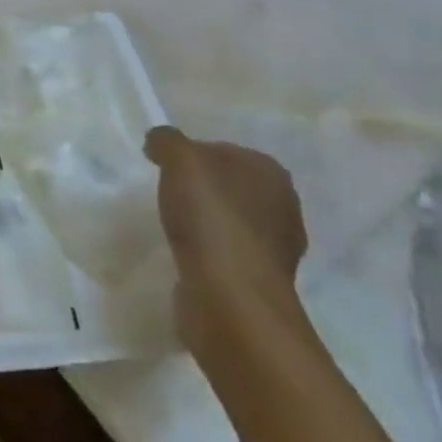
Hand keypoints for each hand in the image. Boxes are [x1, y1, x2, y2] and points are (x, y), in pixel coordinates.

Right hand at [145, 127, 308, 365]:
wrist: (230, 300)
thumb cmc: (211, 219)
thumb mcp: (180, 160)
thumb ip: (167, 141)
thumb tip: (159, 141)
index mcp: (271, 173)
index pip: (224, 150)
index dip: (192, 153)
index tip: (164, 166)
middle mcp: (282, 207)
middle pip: (229, 185)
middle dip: (200, 188)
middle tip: (166, 193)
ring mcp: (274, 248)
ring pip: (229, 219)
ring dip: (204, 221)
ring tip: (172, 224)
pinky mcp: (257, 281)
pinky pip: (225, 252)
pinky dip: (205, 251)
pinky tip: (184, 254)